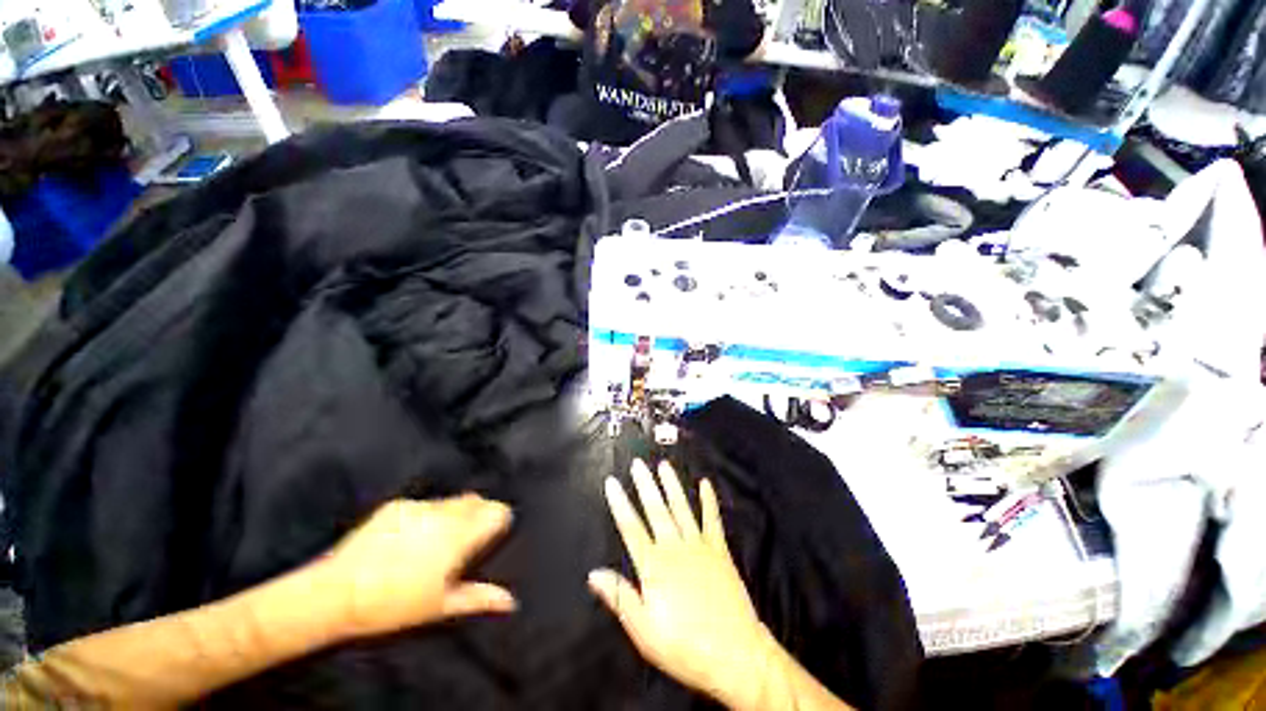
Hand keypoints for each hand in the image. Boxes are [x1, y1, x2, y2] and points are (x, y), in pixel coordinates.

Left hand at [313, 495, 515, 639]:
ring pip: (452, 500)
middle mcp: (444, 514)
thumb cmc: (393, 605)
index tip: (493, 534)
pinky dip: (427, 515)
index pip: (496, 511)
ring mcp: (419, 506)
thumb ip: (479, 597)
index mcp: (459, 536)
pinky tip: (409, 536)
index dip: (498, 520)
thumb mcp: (440, 606)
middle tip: (465, 540)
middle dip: (478, 514)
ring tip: (435, 539)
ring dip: (454, 514)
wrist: (335, 593)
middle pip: (477, 501)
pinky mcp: (397, 504)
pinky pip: (425, 504)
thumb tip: (511, 601)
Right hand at [589, 460, 778, 707]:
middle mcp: (674, 548)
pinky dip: (708, 501)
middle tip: (638, 463)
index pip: (631, 527)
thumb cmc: (684, 646)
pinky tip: (705, 484)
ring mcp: (699, 546)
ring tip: (663, 465)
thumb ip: (620, 596)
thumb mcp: (644, 631)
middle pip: (656, 510)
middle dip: (645, 485)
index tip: (612, 482)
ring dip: (671, 485)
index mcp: (654, 566)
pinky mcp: (719, 550)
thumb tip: (594, 573)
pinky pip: (712, 520)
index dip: (619, 503)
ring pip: (681, 508)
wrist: (735, 654)